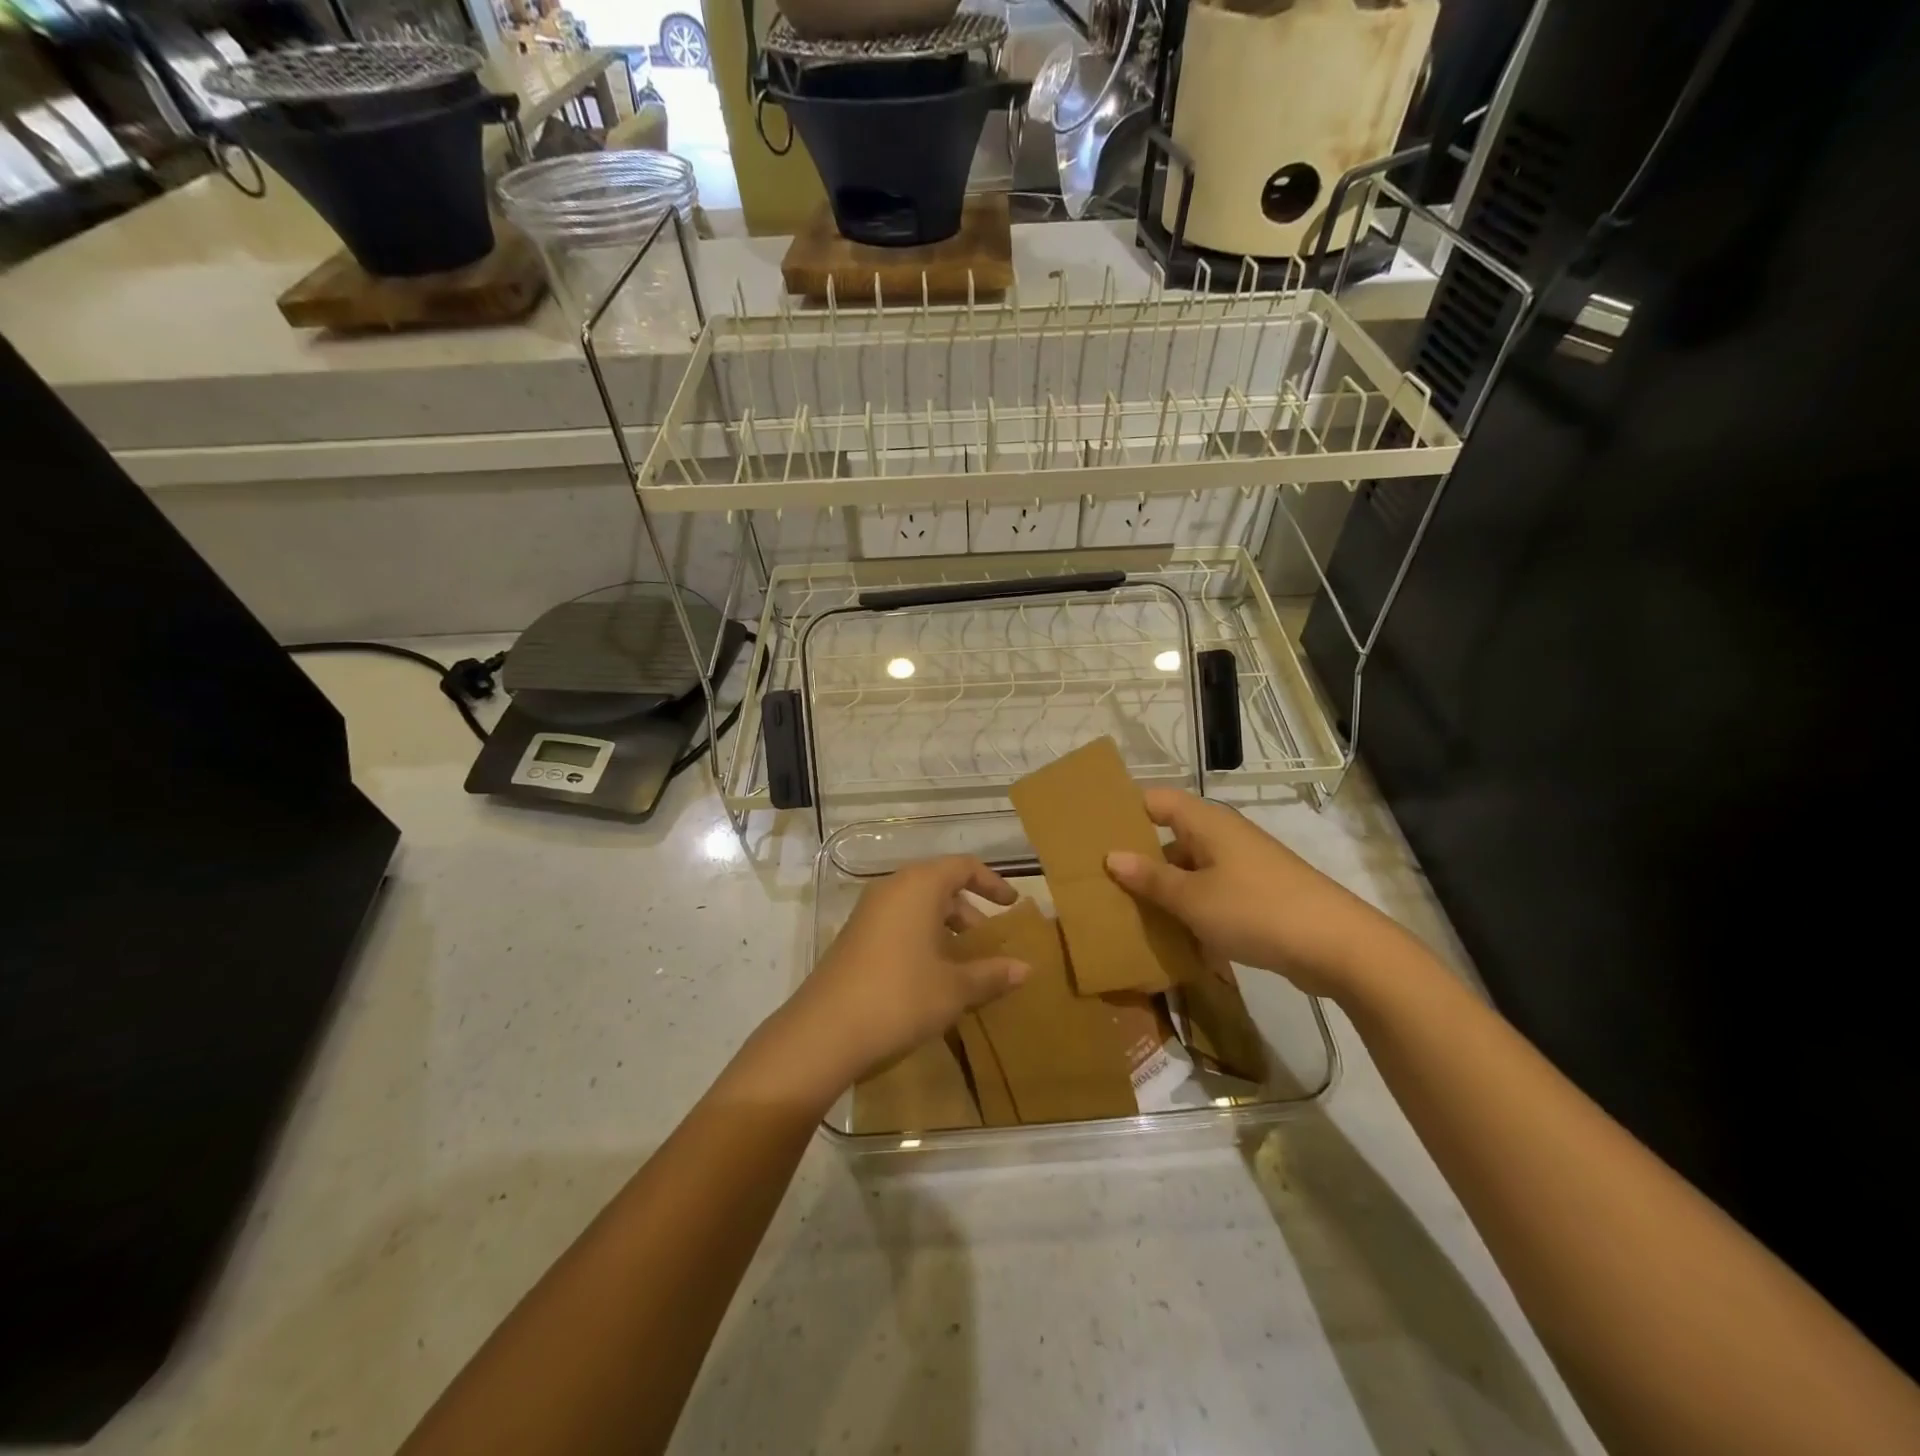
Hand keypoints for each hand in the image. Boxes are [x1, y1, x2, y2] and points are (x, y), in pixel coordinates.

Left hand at [774, 857, 1031, 1095]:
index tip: (1012, 905)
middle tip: (988, 944)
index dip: (992, 883)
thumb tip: (1025, 968)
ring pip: (917, 907)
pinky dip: (921, 938)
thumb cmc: (900, 996)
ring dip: (945, 929)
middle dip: (968, 912)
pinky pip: (898, 923)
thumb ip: (991, 974)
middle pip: (940, 886)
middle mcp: (892, 888)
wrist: (825, 1031)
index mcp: (919, 886)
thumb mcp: (954, 988)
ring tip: (964, 965)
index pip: (963, 867)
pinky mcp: (854, 936)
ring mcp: (868, 912)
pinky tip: (931, 977)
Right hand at [1103, 790, 1404, 999]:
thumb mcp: (1193, 898)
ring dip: (1164, 889)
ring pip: (1190, 869)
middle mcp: (1223, 836)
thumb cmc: (1256, 910)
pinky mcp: (1257, 895)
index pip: (1155, 801)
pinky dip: (1191, 909)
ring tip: (1128, 913)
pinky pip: (1211, 893)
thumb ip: (1151, 879)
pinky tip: (1172, 937)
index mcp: (1206, 823)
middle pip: (1170, 836)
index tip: (1093, 833)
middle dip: (1138, 858)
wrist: (1338, 947)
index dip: (1125, 811)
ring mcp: (1242, 866)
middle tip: (1102, 881)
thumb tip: (1111, 856)